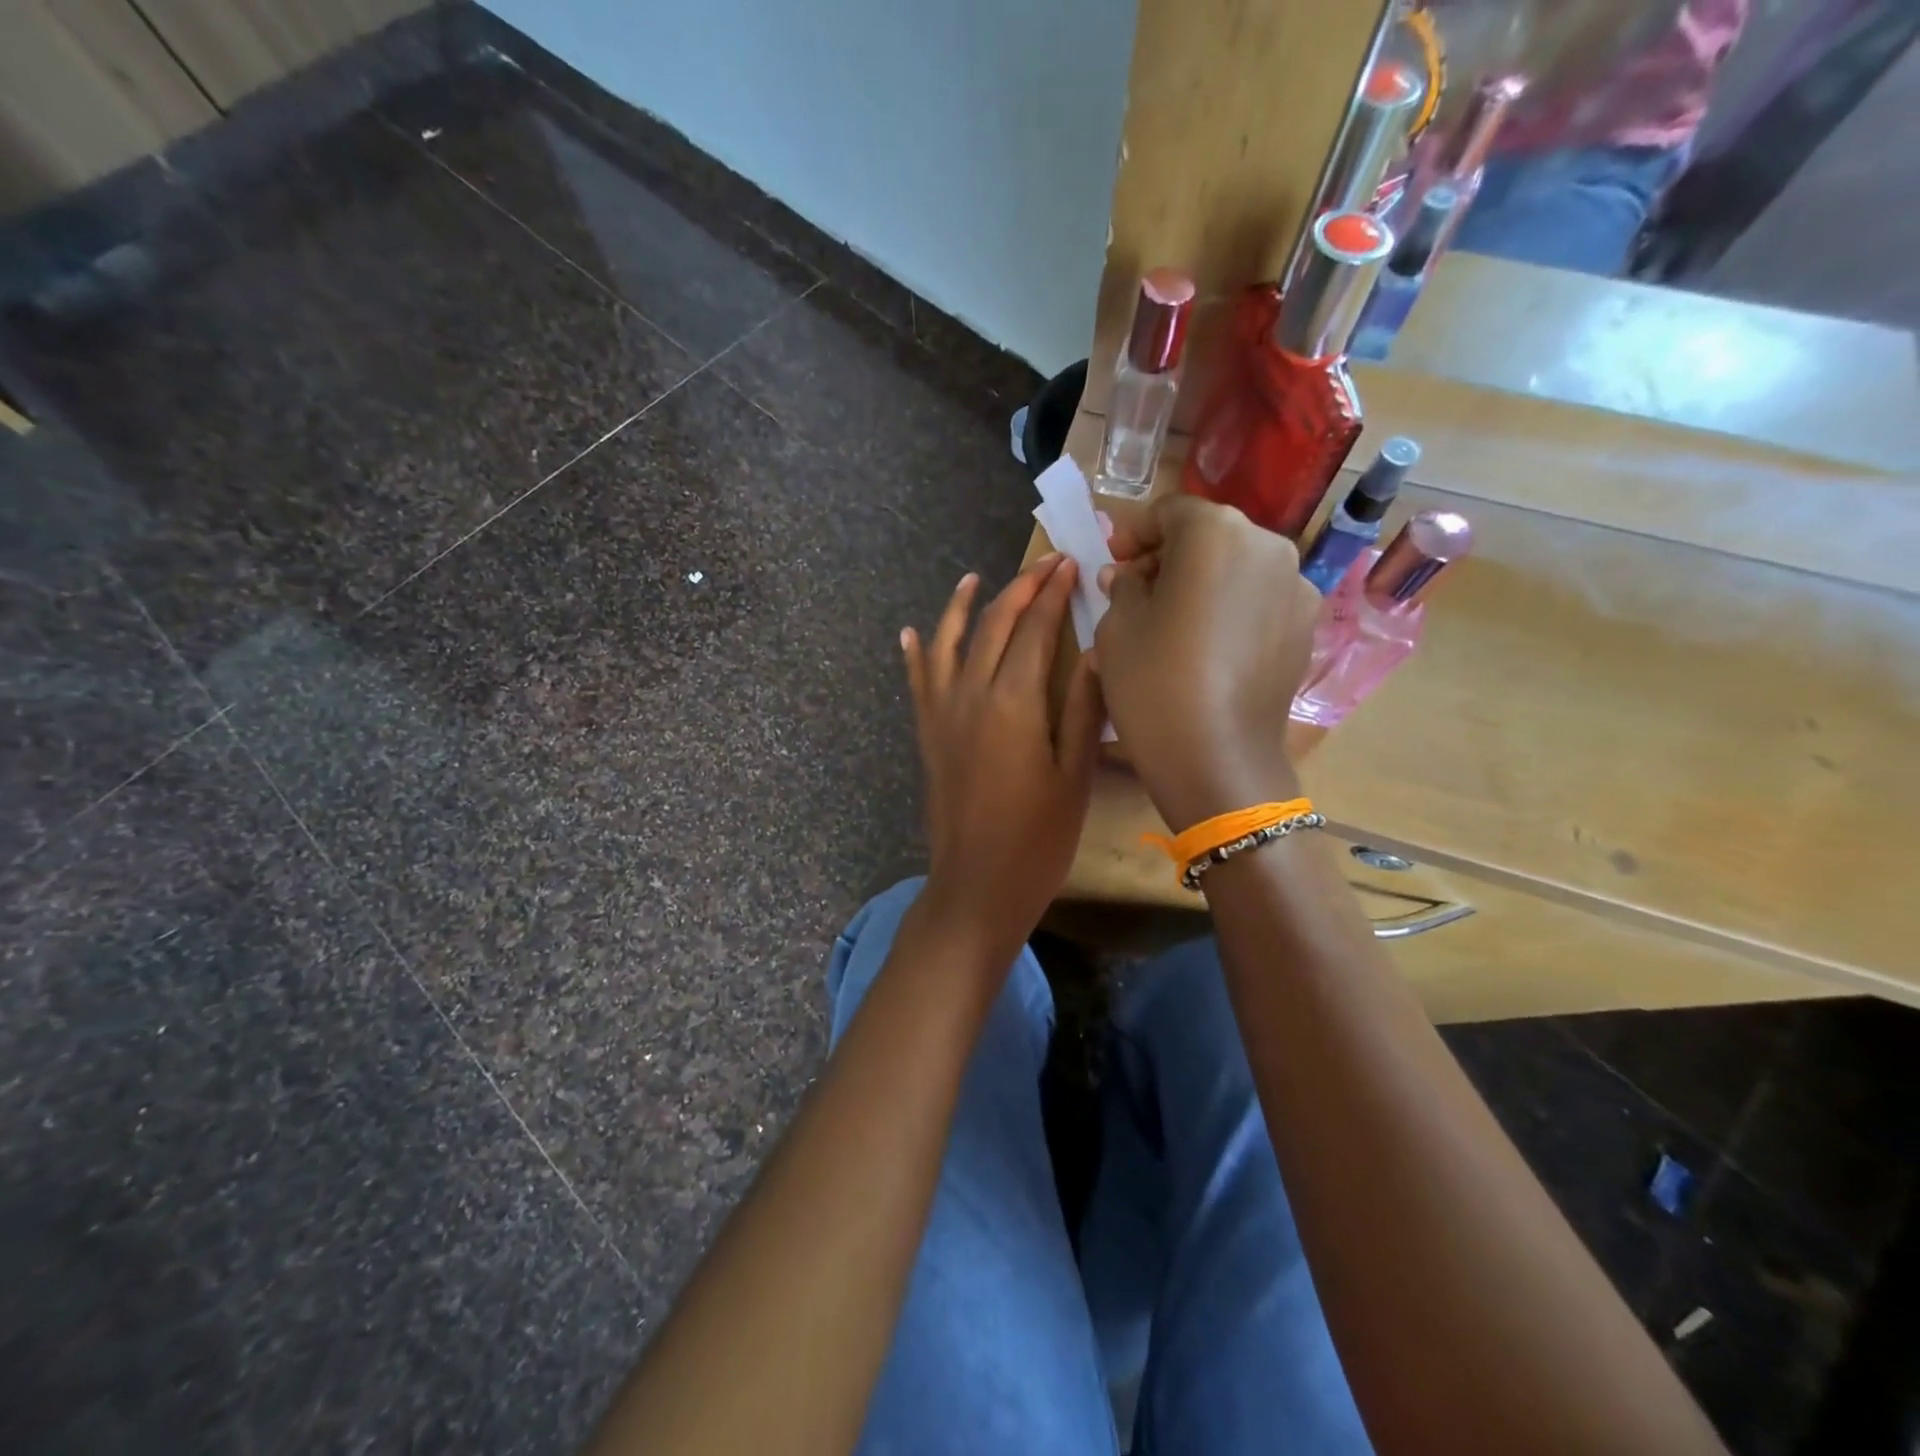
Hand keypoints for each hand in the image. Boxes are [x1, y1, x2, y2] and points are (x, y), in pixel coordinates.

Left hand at [902, 555, 1104, 964]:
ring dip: (960, 607)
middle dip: (1018, 589)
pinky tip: (911, 634)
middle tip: (1044, 565)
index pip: (1033, 630)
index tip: (1069, 565)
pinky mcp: (927, 736)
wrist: (976, 888)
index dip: (1052, 594)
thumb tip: (1095, 650)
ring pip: (947, 644)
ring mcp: (942, 715)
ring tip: (973, 578)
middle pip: (992, 626)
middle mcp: (970, 696)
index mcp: (1013, 703)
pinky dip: (915, 654)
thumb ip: (1084, 709)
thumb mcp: (1073, 776)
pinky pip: (918, 683)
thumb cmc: (1037, 840)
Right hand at [1095, 496, 1315, 831]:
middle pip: (1209, 534)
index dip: (1134, 532)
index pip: (1169, 510)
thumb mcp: (1117, 628)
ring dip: (1203, 580)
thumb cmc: (1154, 683)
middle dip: (1170, 555)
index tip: (1113, 561)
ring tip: (1174, 620)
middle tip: (1138, 590)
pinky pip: (1259, 599)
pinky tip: (1208, 646)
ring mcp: (1295, 586)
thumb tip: (1128, 575)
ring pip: (1238, 566)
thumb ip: (1123, 586)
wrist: (1217, 758)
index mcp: (1215, 532)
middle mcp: (1267, 545)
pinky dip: (1231, 607)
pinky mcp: (1306, 626)